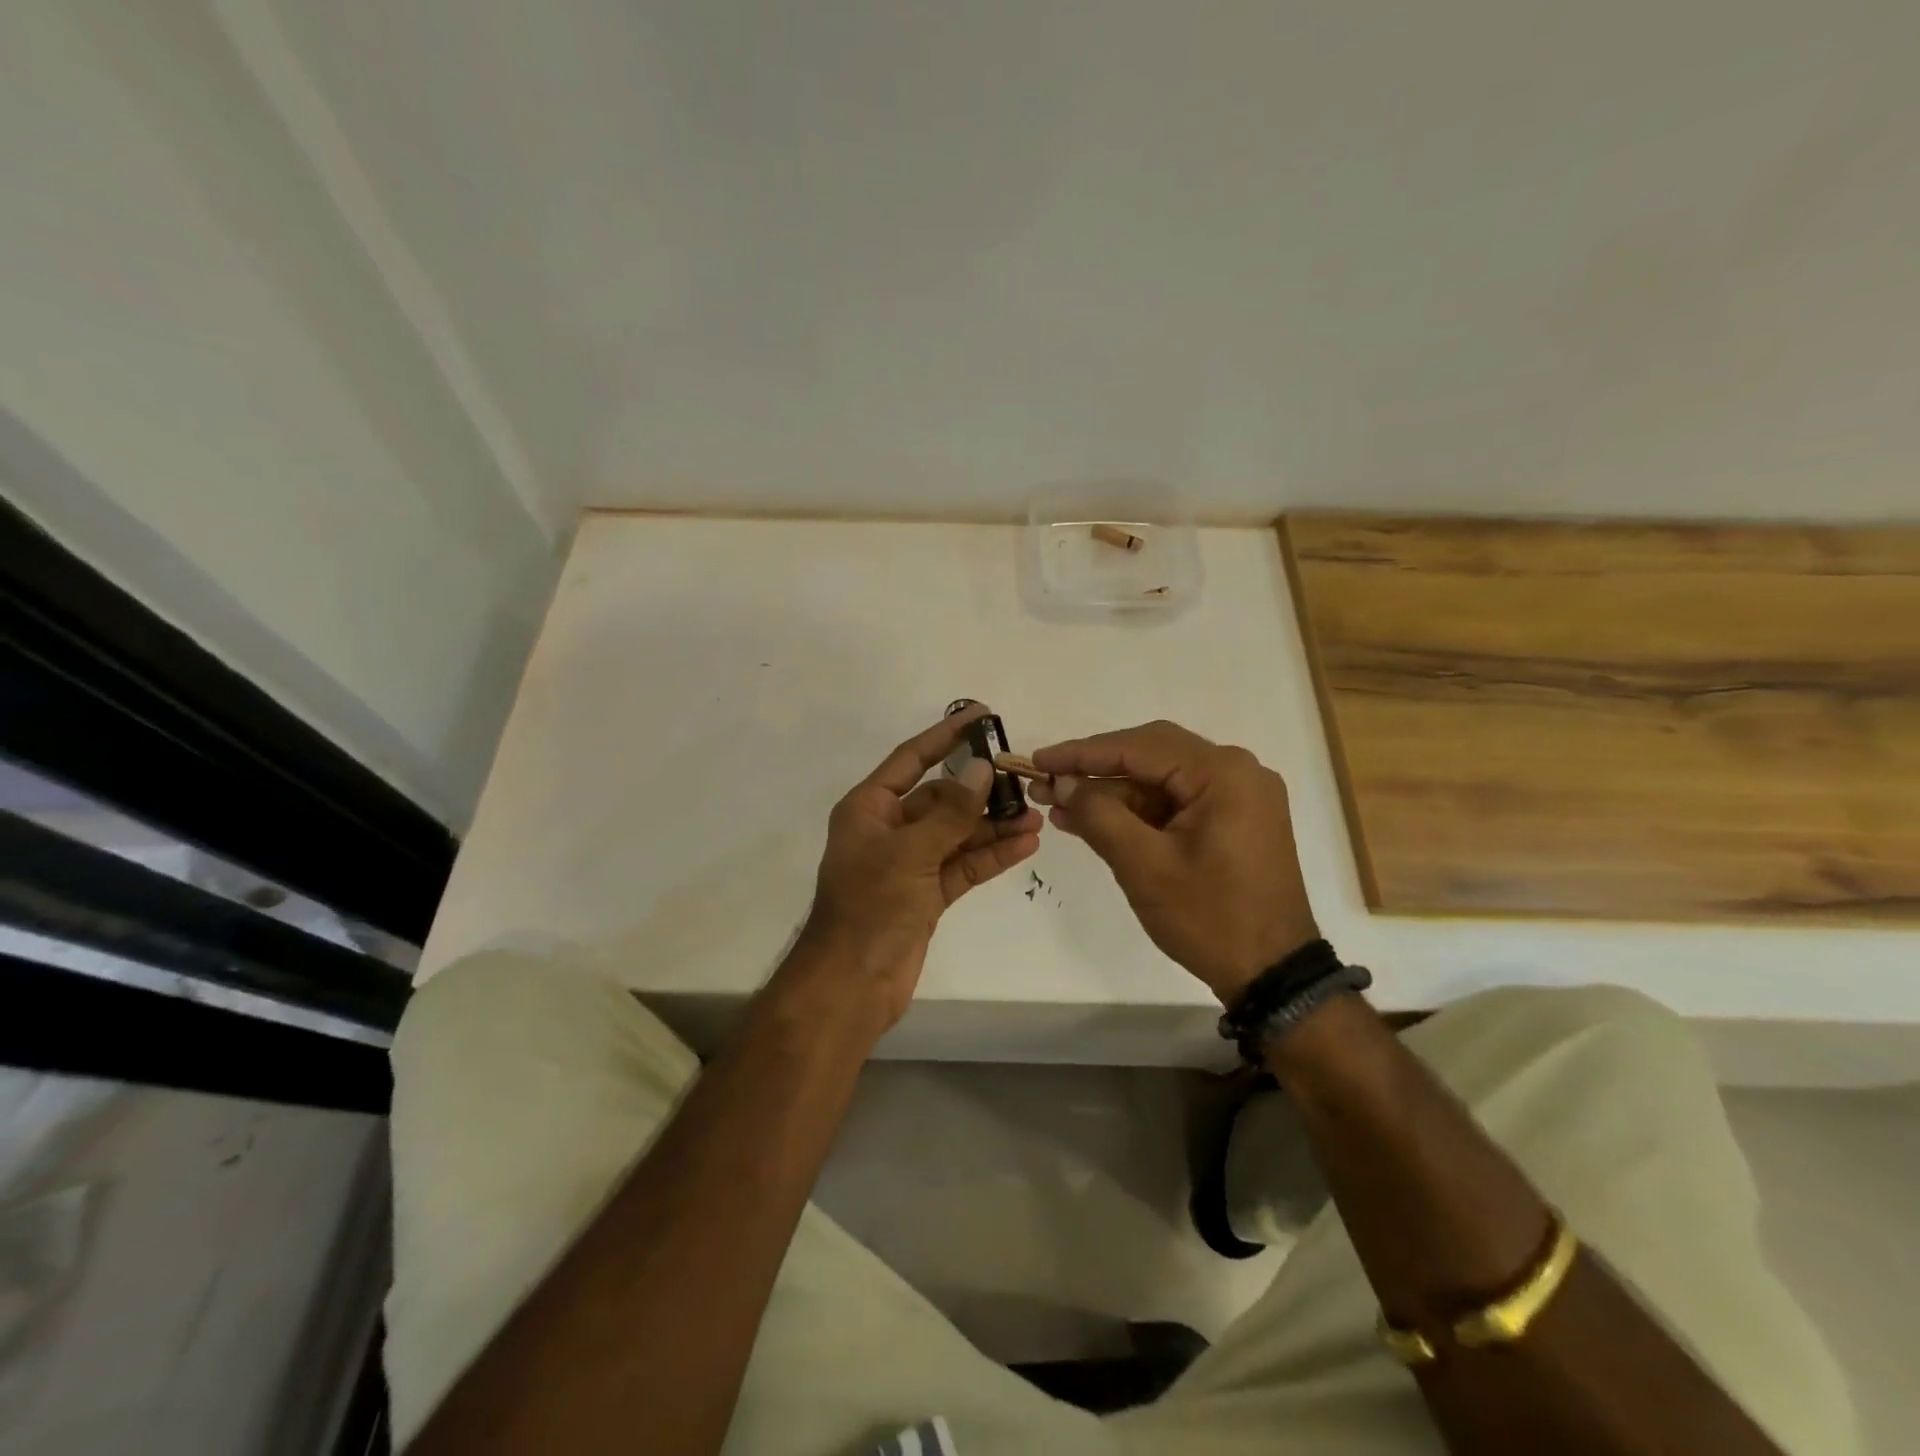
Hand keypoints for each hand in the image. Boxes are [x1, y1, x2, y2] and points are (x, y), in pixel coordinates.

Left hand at [795, 705, 1042, 1026]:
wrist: (852, 985)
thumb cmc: (870, 908)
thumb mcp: (909, 853)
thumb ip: (950, 812)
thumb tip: (982, 768)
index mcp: (869, 808)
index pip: (912, 759)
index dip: (946, 736)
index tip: (981, 716)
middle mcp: (890, 829)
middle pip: (941, 797)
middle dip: (981, 790)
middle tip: (1023, 779)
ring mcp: (910, 863)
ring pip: (958, 833)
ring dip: (993, 825)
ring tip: (1035, 816)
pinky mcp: (928, 894)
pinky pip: (964, 865)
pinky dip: (991, 855)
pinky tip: (1025, 844)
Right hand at [1031, 720, 1317, 1005]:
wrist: (1273, 973)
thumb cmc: (1210, 918)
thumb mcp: (1144, 866)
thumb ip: (1100, 816)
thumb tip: (1064, 784)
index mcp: (1223, 773)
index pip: (1139, 747)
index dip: (1082, 752)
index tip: (1039, 761)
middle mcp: (1237, 771)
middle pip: (1152, 755)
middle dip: (1096, 769)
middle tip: (1047, 782)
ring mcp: (1238, 796)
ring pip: (1161, 779)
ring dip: (1113, 792)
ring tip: (1060, 805)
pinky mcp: (1234, 819)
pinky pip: (1176, 802)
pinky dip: (1137, 811)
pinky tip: (1095, 820)